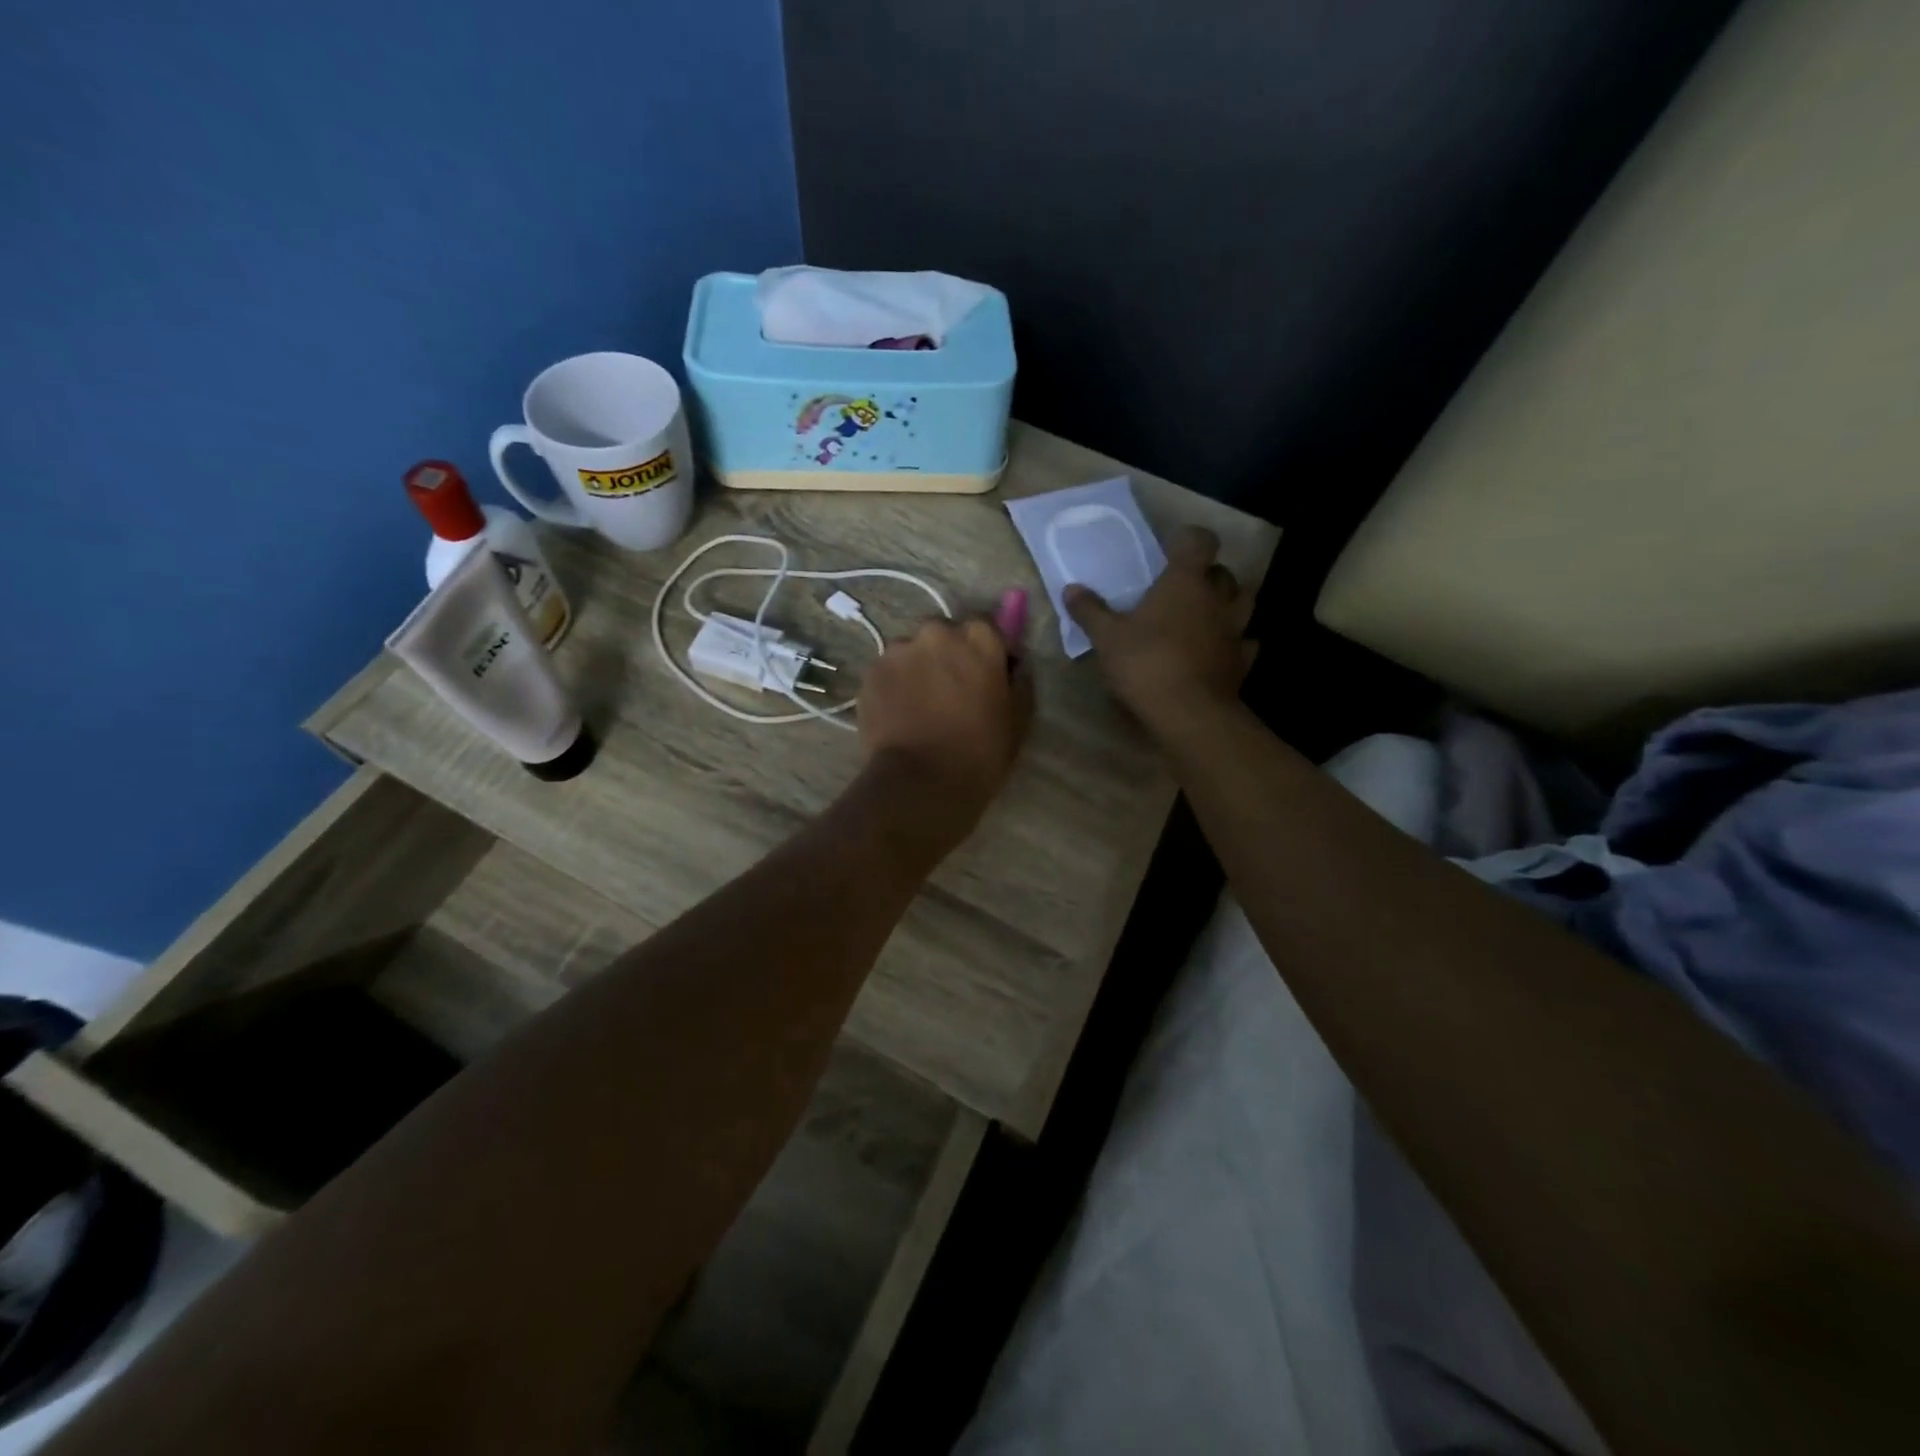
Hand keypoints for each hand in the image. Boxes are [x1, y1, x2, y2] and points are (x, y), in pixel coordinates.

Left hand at [857, 617, 1033, 840]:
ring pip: (912, 652)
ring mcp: (898, 651)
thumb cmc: (980, 753)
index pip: (987, 627)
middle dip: (949, 656)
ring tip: (921, 707)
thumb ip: (1019, 682)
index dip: (987, 651)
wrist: (920, 783)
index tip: (987, 676)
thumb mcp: (1018, 720)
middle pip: (945, 635)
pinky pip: (888, 673)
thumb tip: (1014, 666)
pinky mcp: (870, 673)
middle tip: (952, 692)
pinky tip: (900, 716)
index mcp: (979, 638)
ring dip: (919, 670)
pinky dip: (895, 687)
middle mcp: (936, 632)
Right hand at [1064, 526, 1255, 735]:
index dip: (1189, 539)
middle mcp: (1217, 599)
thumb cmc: (1146, 664)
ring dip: (1228, 603)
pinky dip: (1236, 643)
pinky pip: (1245, 643)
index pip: (1200, 541)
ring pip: (1243, 603)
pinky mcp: (1242, 661)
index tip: (1171, 549)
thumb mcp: (1107, 638)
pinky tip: (1220, 650)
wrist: (1189, 713)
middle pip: (1223, 572)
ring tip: (1207, 613)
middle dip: (1207, 574)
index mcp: (1185, 582)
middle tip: (1184, 587)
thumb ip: (1090, 611)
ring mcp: (1235, 630)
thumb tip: (1071, 588)